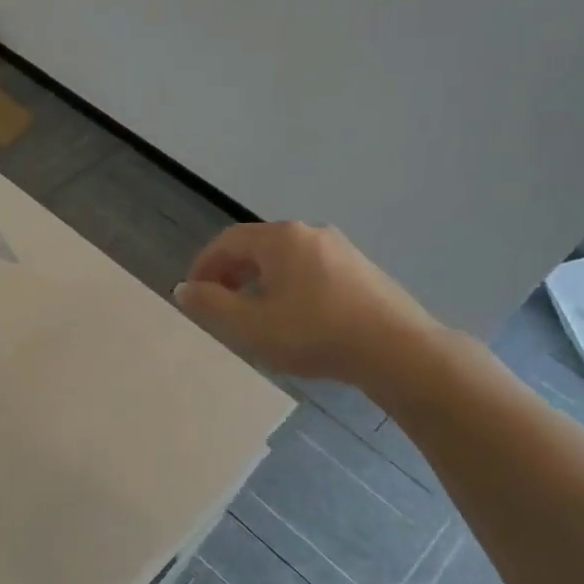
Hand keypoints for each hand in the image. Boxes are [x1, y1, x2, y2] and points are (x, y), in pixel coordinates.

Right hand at [174, 222, 443, 391]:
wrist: (398, 349)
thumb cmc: (314, 333)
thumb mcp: (251, 324)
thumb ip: (211, 303)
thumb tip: (185, 288)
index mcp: (280, 238)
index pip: (227, 241)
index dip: (204, 265)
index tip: (193, 293)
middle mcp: (309, 233)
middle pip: (257, 246)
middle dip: (230, 272)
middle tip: (219, 303)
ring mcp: (341, 249)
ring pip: (285, 258)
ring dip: (259, 280)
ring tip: (253, 313)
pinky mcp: (361, 269)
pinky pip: (310, 269)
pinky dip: (288, 285)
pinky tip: (294, 317)